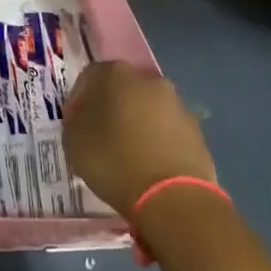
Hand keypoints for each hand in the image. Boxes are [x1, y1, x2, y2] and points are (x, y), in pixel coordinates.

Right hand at [64, 60, 217, 214]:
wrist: (172, 196)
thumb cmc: (113, 160)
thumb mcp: (74, 140)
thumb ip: (75, 119)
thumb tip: (84, 115)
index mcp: (115, 74)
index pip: (89, 76)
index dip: (79, 99)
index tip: (76, 122)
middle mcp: (148, 79)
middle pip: (122, 88)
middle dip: (111, 106)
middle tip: (101, 134)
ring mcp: (177, 103)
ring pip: (148, 107)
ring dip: (137, 122)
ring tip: (128, 152)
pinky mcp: (196, 130)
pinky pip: (168, 129)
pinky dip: (158, 139)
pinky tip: (150, 163)